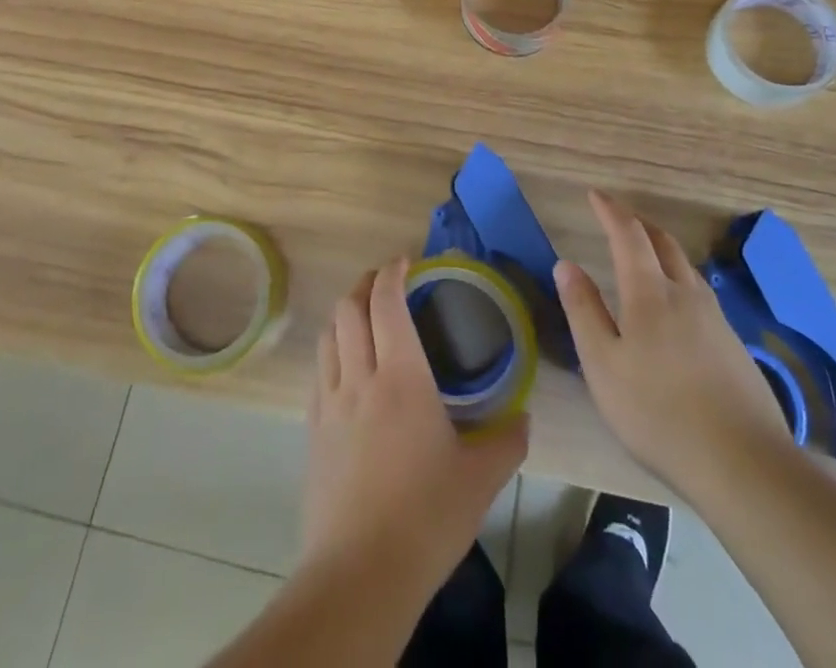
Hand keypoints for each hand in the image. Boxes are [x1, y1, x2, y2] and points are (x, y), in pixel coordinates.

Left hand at [301, 259, 528, 593]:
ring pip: (328, 335)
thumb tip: (523, 419)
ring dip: (344, 314)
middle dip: (364, 283)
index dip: (392, 272)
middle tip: (385, 281)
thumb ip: (506, 441)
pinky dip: (332, 351)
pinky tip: (347, 369)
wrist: (360, 574)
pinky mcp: (312, 431)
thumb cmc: (425, 516)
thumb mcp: (480, 479)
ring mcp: (329, 403)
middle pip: (348, 308)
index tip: (405, 260)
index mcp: (401, 376)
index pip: (386, 302)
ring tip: (364, 316)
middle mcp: (359, 377)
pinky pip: (318, 372)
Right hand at [555, 190, 790, 495]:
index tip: (595, 195)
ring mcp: (715, 318)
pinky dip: (680, 278)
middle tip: (619, 219)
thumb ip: (583, 310)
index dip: (610, 211)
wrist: (743, 463)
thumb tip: (565, 264)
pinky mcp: (734, 345)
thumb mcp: (603, 365)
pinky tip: (677, 304)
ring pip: (686, 266)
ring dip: (662, 248)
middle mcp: (685, 293)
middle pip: (663, 242)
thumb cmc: (658, 413)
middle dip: (639, 224)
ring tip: (645, 254)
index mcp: (649, 292)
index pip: (628, 234)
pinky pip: (700, 292)